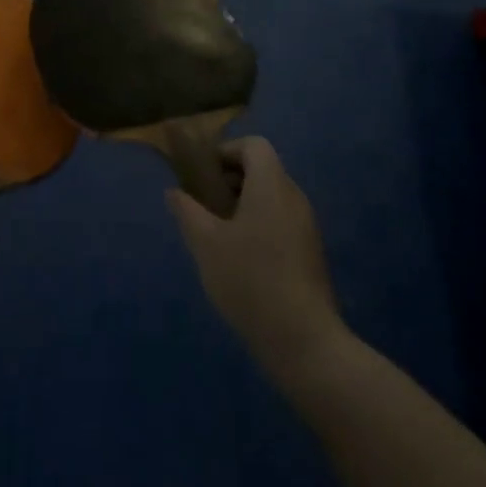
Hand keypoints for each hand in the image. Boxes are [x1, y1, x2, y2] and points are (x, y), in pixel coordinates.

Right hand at [166, 137, 345, 386]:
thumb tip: (174, 192)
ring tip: (218, 235)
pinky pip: (281, 220)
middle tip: (204, 206)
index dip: (226, 152)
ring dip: (243, 204)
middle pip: (263, 169)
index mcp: (271, 186)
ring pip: (271, 197)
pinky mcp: (311, 253)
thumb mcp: (206, 244)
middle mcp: (294, 197)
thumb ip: (187, 211)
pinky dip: (259, 225)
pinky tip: (241, 260)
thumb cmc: (250, 281)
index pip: (254, 145)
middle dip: (231, 180)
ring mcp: (306, 226)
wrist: (304, 342)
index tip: (203, 176)